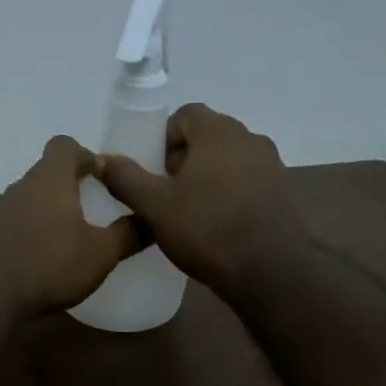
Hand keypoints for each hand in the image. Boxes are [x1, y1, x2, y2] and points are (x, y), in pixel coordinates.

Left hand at [0, 137, 147, 317]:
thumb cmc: (51, 265)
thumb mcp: (102, 253)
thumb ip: (129, 233)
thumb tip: (152, 219)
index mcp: (50, 178)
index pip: (65, 145)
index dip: (86, 155)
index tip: (104, 178)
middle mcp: (22, 186)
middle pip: (49, 170)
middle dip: (72, 184)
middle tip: (96, 208)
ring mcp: (2, 209)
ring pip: (33, 196)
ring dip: (53, 208)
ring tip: (74, 234)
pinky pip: (19, 219)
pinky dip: (35, 228)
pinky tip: (48, 255)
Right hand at [97, 104, 294, 292]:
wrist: (270, 270)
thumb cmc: (207, 229)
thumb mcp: (155, 206)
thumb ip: (126, 178)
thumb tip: (102, 159)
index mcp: (218, 132)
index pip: (185, 114)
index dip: (164, 139)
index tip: (154, 171)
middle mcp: (249, 138)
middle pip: (207, 137)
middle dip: (183, 160)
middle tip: (167, 194)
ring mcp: (271, 165)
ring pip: (228, 160)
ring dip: (207, 178)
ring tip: (190, 212)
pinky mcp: (282, 192)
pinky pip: (247, 181)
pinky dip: (229, 194)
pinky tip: (217, 225)